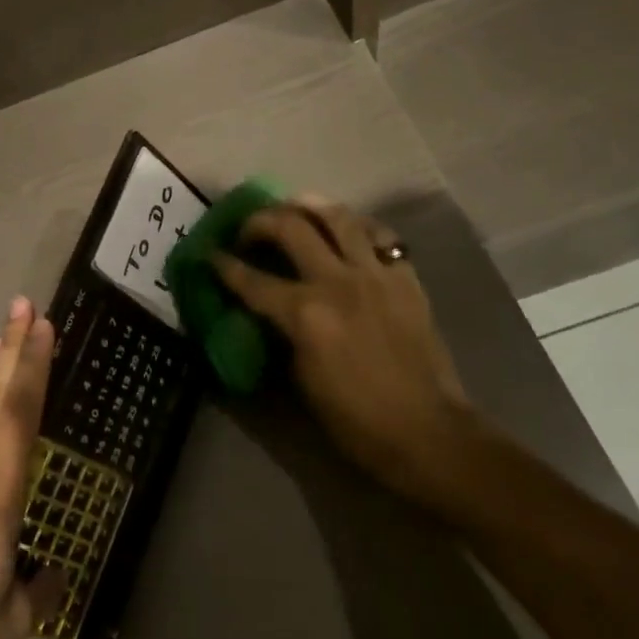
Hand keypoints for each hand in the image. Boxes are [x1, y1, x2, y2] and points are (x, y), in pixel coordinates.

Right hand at [210, 197, 480, 512]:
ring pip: (338, 217)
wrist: (428, 432)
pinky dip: (357, 227)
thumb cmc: (356, 420)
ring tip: (294, 208)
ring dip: (309, 206)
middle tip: (249, 229)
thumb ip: (282, 335)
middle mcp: (336, 282)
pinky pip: (379, 235)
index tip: (210, 255)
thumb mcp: (302, 380)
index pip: (251, 280)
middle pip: (290, 227)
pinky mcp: (405, 277)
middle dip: (260, 221)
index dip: (224, 266)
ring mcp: (375, 274)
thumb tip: (271, 313)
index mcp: (305, 314)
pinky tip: (347, 231)